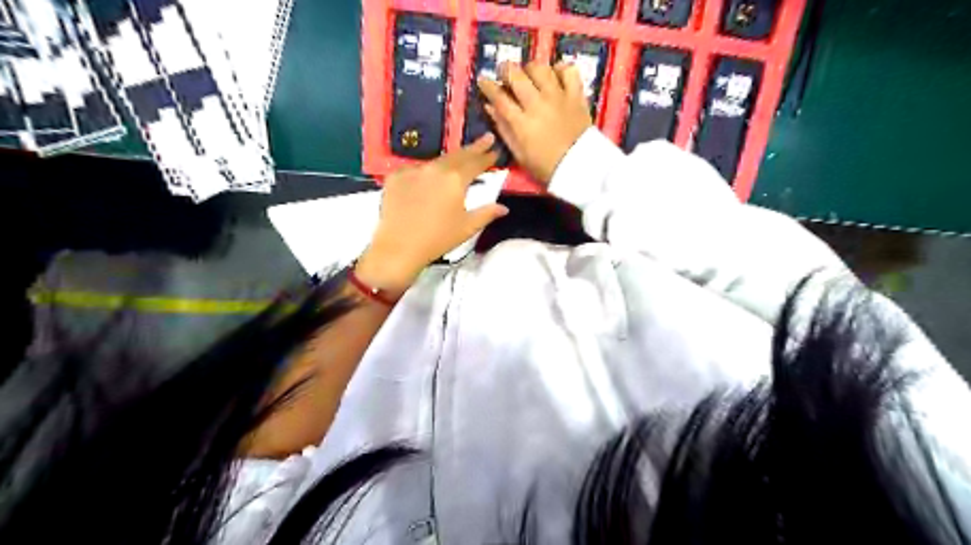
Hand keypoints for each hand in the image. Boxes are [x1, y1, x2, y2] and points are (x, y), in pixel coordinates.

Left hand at [356, 134, 509, 298]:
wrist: (399, 247)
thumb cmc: (438, 239)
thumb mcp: (467, 227)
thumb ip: (487, 213)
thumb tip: (504, 208)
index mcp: (455, 179)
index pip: (476, 162)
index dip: (487, 157)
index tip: (495, 150)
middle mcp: (435, 168)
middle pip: (458, 155)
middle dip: (473, 149)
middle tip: (485, 139)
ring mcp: (413, 170)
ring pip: (436, 161)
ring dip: (449, 160)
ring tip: (458, 161)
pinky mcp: (396, 176)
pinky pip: (416, 169)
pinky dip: (426, 172)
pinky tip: (428, 179)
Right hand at [478, 60, 590, 184]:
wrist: (580, 168)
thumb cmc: (546, 166)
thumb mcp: (519, 154)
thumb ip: (504, 129)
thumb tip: (490, 107)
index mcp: (521, 123)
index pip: (499, 97)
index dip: (487, 86)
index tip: (483, 81)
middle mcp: (537, 104)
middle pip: (516, 75)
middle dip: (505, 70)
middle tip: (504, 74)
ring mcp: (558, 97)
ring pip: (540, 69)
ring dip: (530, 69)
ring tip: (529, 76)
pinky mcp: (576, 95)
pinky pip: (568, 71)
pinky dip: (559, 69)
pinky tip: (555, 76)